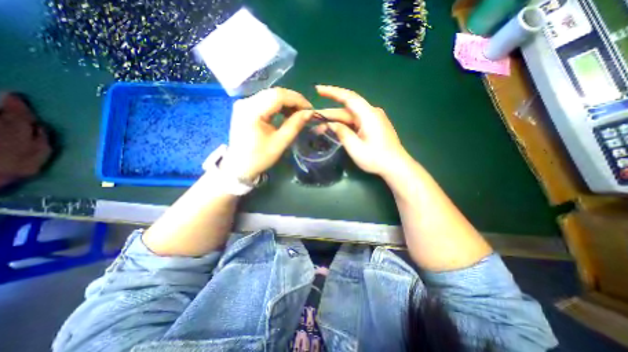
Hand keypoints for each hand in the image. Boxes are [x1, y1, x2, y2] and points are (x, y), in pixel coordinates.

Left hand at [220, 87, 312, 181]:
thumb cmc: (259, 157)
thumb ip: (295, 125)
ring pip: (270, 95)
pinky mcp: (244, 108)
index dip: (297, 99)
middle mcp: (245, 102)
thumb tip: (309, 113)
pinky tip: (285, 113)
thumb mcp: (280, 142)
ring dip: (286, 102)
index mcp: (252, 111)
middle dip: (293, 100)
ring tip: (298, 113)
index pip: (278, 95)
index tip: (310, 109)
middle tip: (305, 111)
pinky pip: (265, 101)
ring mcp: (243, 104)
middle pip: (274, 93)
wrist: (239, 166)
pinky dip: (278, 106)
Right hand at [314, 84, 407, 177]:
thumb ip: (342, 133)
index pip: (348, 97)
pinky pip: (355, 121)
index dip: (332, 92)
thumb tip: (331, 124)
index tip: (318, 89)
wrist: (396, 166)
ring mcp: (373, 119)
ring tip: (320, 126)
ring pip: (350, 116)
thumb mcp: (355, 148)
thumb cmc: (376, 158)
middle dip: (329, 113)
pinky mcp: (373, 126)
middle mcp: (371, 113)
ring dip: (336, 120)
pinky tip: (335, 129)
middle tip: (313, 117)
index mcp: (368, 115)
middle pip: (347, 109)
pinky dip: (344, 124)